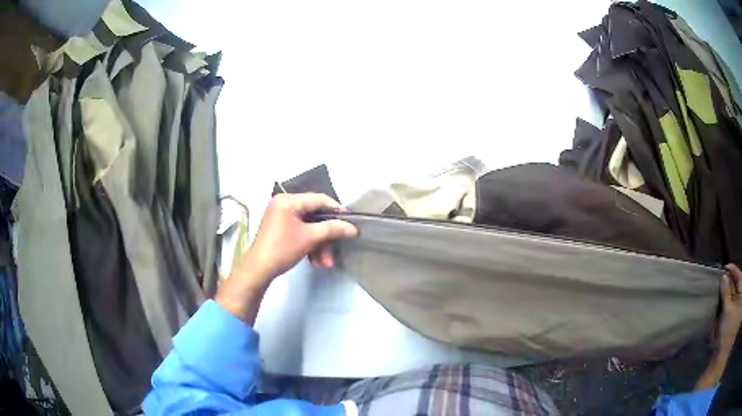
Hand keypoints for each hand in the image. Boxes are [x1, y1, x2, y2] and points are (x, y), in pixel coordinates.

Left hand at [215, 193, 357, 322]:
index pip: (318, 199)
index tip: (351, 221)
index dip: (336, 210)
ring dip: (319, 245)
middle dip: (326, 237)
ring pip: (309, 228)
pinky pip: (300, 233)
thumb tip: (353, 228)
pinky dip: (309, 246)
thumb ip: (332, 229)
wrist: (258, 270)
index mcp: (288, 200)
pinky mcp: (281, 229)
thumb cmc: (282, 248)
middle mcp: (284, 204)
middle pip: (314, 216)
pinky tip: (315, 262)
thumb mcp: (310, 238)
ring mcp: (281, 217)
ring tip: (325, 263)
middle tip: (336, 249)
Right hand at [695, 264, 741, 389]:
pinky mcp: (728, 321)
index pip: (740, 276)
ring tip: (721, 287)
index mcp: (740, 296)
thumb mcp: (728, 312)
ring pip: (732, 296)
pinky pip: (728, 306)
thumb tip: (724, 277)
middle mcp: (738, 301)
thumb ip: (726, 294)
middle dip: (730, 281)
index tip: (726, 267)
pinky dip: (725, 302)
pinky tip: (720, 300)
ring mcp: (734, 312)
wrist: (719, 359)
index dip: (734, 271)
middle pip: (736, 286)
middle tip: (722, 276)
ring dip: (727, 291)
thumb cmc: (727, 332)